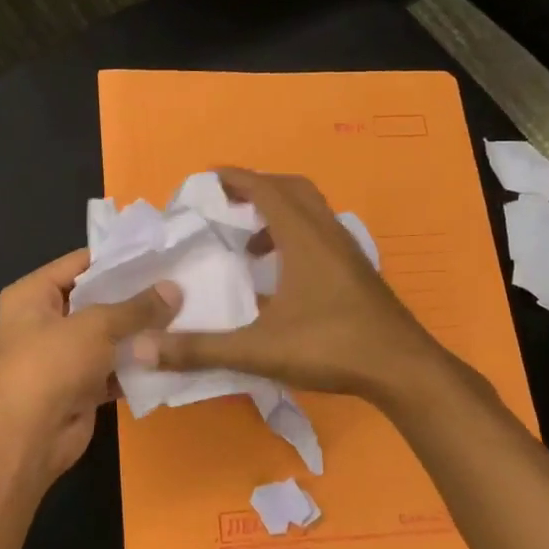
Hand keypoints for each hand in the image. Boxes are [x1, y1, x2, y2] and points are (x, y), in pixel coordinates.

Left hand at [0, 249, 180, 478]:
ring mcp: (62, 357)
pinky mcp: (79, 388)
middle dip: (134, 297)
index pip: (79, 264)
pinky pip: (113, 369)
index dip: (117, 258)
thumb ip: (137, 308)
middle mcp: (43, 321)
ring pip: (107, 338)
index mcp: (32, 294)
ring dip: (139, 334)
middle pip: (95, 300)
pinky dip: (137, 366)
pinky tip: (172, 355)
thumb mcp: (96, 326)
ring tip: (185, 315)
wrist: (28, 437)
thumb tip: (175, 288)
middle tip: (179, 284)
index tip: (159, 253)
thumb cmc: (51, 364)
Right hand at [129, 167, 441, 403]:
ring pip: (311, 212)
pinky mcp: (357, 273)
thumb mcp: (258, 350)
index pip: (265, 189)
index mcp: (304, 238)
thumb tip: (143, 348)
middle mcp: (328, 234)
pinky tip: (282, 278)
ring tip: (250, 245)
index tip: (207, 178)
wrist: (404, 371)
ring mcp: (348, 253)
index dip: (235, 178)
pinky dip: (296, 238)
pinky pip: (321, 236)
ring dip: (278, 214)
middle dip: (258, 189)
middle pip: (292, 190)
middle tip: (227, 205)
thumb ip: (200, 349)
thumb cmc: (332, 348)